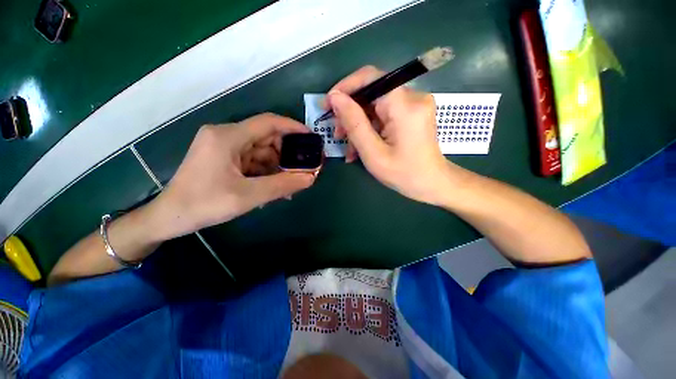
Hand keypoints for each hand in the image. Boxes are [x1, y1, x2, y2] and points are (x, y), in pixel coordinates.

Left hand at [149, 113, 315, 239]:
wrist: (170, 217)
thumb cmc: (204, 204)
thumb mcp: (248, 196)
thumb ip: (282, 185)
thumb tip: (311, 178)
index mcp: (228, 137)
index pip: (268, 122)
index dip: (293, 127)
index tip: (312, 138)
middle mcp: (226, 136)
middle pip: (266, 138)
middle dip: (287, 154)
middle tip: (304, 169)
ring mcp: (224, 147)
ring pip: (261, 152)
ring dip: (277, 167)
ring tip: (290, 185)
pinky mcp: (224, 158)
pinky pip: (253, 161)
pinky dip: (266, 173)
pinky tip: (274, 187)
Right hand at [325, 66, 455, 205]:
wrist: (432, 183)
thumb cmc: (404, 174)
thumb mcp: (373, 153)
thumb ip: (354, 123)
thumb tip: (335, 97)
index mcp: (404, 105)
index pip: (369, 78)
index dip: (345, 88)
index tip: (327, 105)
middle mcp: (412, 97)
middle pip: (371, 93)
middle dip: (350, 113)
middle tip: (338, 135)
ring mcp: (413, 104)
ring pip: (375, 105)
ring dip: (358, 124)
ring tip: (349, 148)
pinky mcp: (412, 113)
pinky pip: (383, 114)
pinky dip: (370, 128)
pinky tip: (361, 146)